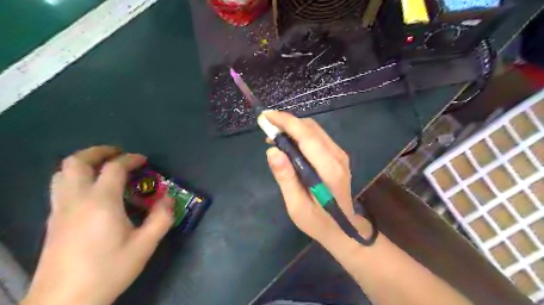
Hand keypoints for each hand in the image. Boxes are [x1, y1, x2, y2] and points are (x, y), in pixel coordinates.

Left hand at [22, 146, 170, 304]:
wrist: (64, 302)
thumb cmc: (109, 269)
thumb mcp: (145, 244)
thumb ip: (162, 218)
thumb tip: (168, 199)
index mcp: (101, 202)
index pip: (114, 168)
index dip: (131, 159)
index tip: (143, 161)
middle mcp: (76, 199)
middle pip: (77, 161)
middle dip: (98, 152)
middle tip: (117, 154)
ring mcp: (60, 209)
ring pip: (63, 173)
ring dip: (83, 163)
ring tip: (102, 167)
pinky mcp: (53, 221)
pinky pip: (60, 187)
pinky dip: (75, 177)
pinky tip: (91, 191)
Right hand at [263, 111, 364, 242]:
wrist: (344, 228)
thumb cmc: (318, 222)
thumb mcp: (296, 206)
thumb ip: (286, 178)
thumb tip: (272, 150)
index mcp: (329, 170)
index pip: (307, 136)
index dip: (286, 122)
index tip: (266, 116)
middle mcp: (337, 156)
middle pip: (311, 128)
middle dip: (287, 123)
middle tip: (266, 129)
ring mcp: (340, 155)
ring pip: (314, 130)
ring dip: (292, 128)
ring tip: (274, 137)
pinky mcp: (337, 156)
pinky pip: (317, 137)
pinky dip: (300, 135)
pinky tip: (288, 144)